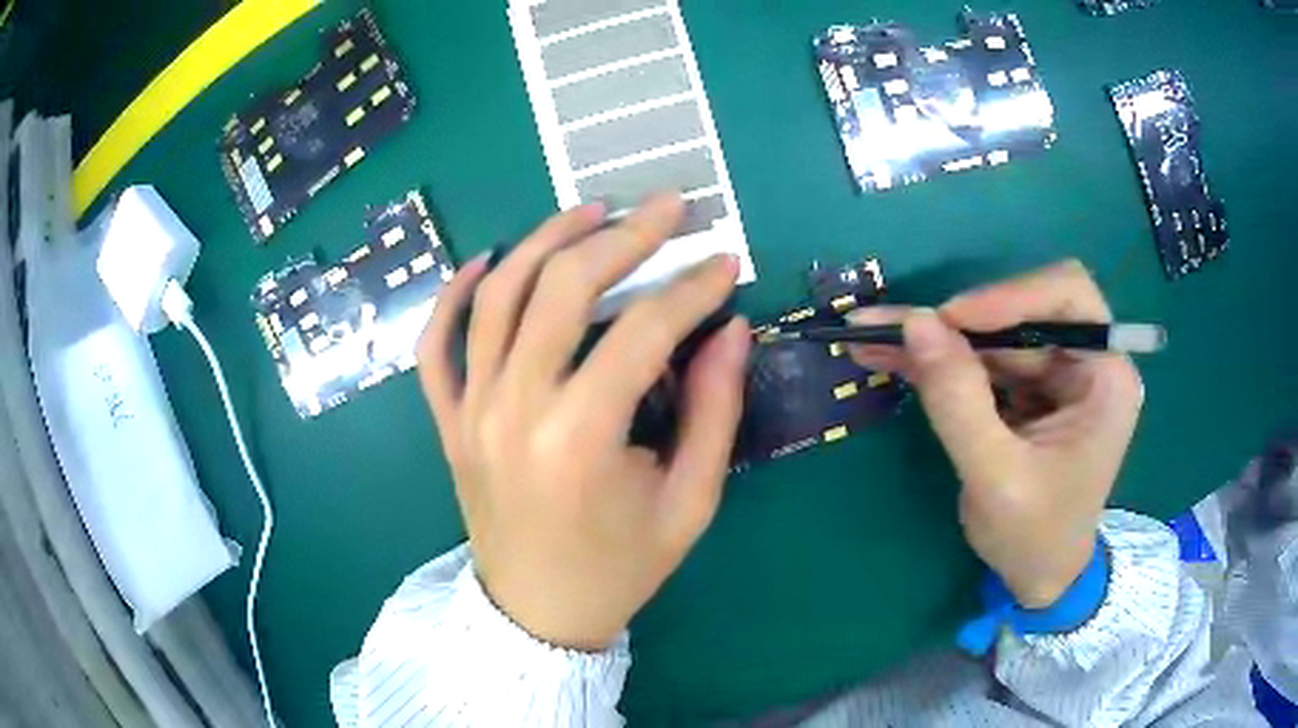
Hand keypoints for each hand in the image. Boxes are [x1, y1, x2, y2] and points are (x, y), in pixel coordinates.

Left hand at [417, 194, 750, 649]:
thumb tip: (731, 329)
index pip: (643, 331)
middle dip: (623, 236)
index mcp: (580, 439)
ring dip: (545, 241)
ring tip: (591, 212)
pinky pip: (435, 344)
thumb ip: (715, 412)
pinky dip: (453, 294)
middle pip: (563, 289)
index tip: (724, 262)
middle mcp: (514, 410)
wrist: (538, 613)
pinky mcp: (448, 421)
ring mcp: (470, 411)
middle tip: (666, 206)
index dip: (691, 288)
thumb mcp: (689, 504)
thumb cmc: (620, 568)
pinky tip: (487, 259)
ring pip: (497, 297)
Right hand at [850, 261, 1142, 607]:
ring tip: (871, 339)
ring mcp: (1054, 377)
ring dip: (934, 340)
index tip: (952, 319)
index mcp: (1105, 378)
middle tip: (894, 329)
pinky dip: (937, 362)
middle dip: (958, 322)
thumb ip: (958, 402)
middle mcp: (1084, 364)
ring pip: (991, 335)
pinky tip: (891, 359)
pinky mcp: (1026, 392)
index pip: (1067, 296)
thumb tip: (916, 322)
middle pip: (1020, 313)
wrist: (1037, 579)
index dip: (1011, 295)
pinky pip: (980, 362)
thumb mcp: (996, 478)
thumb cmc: (1034, 537)